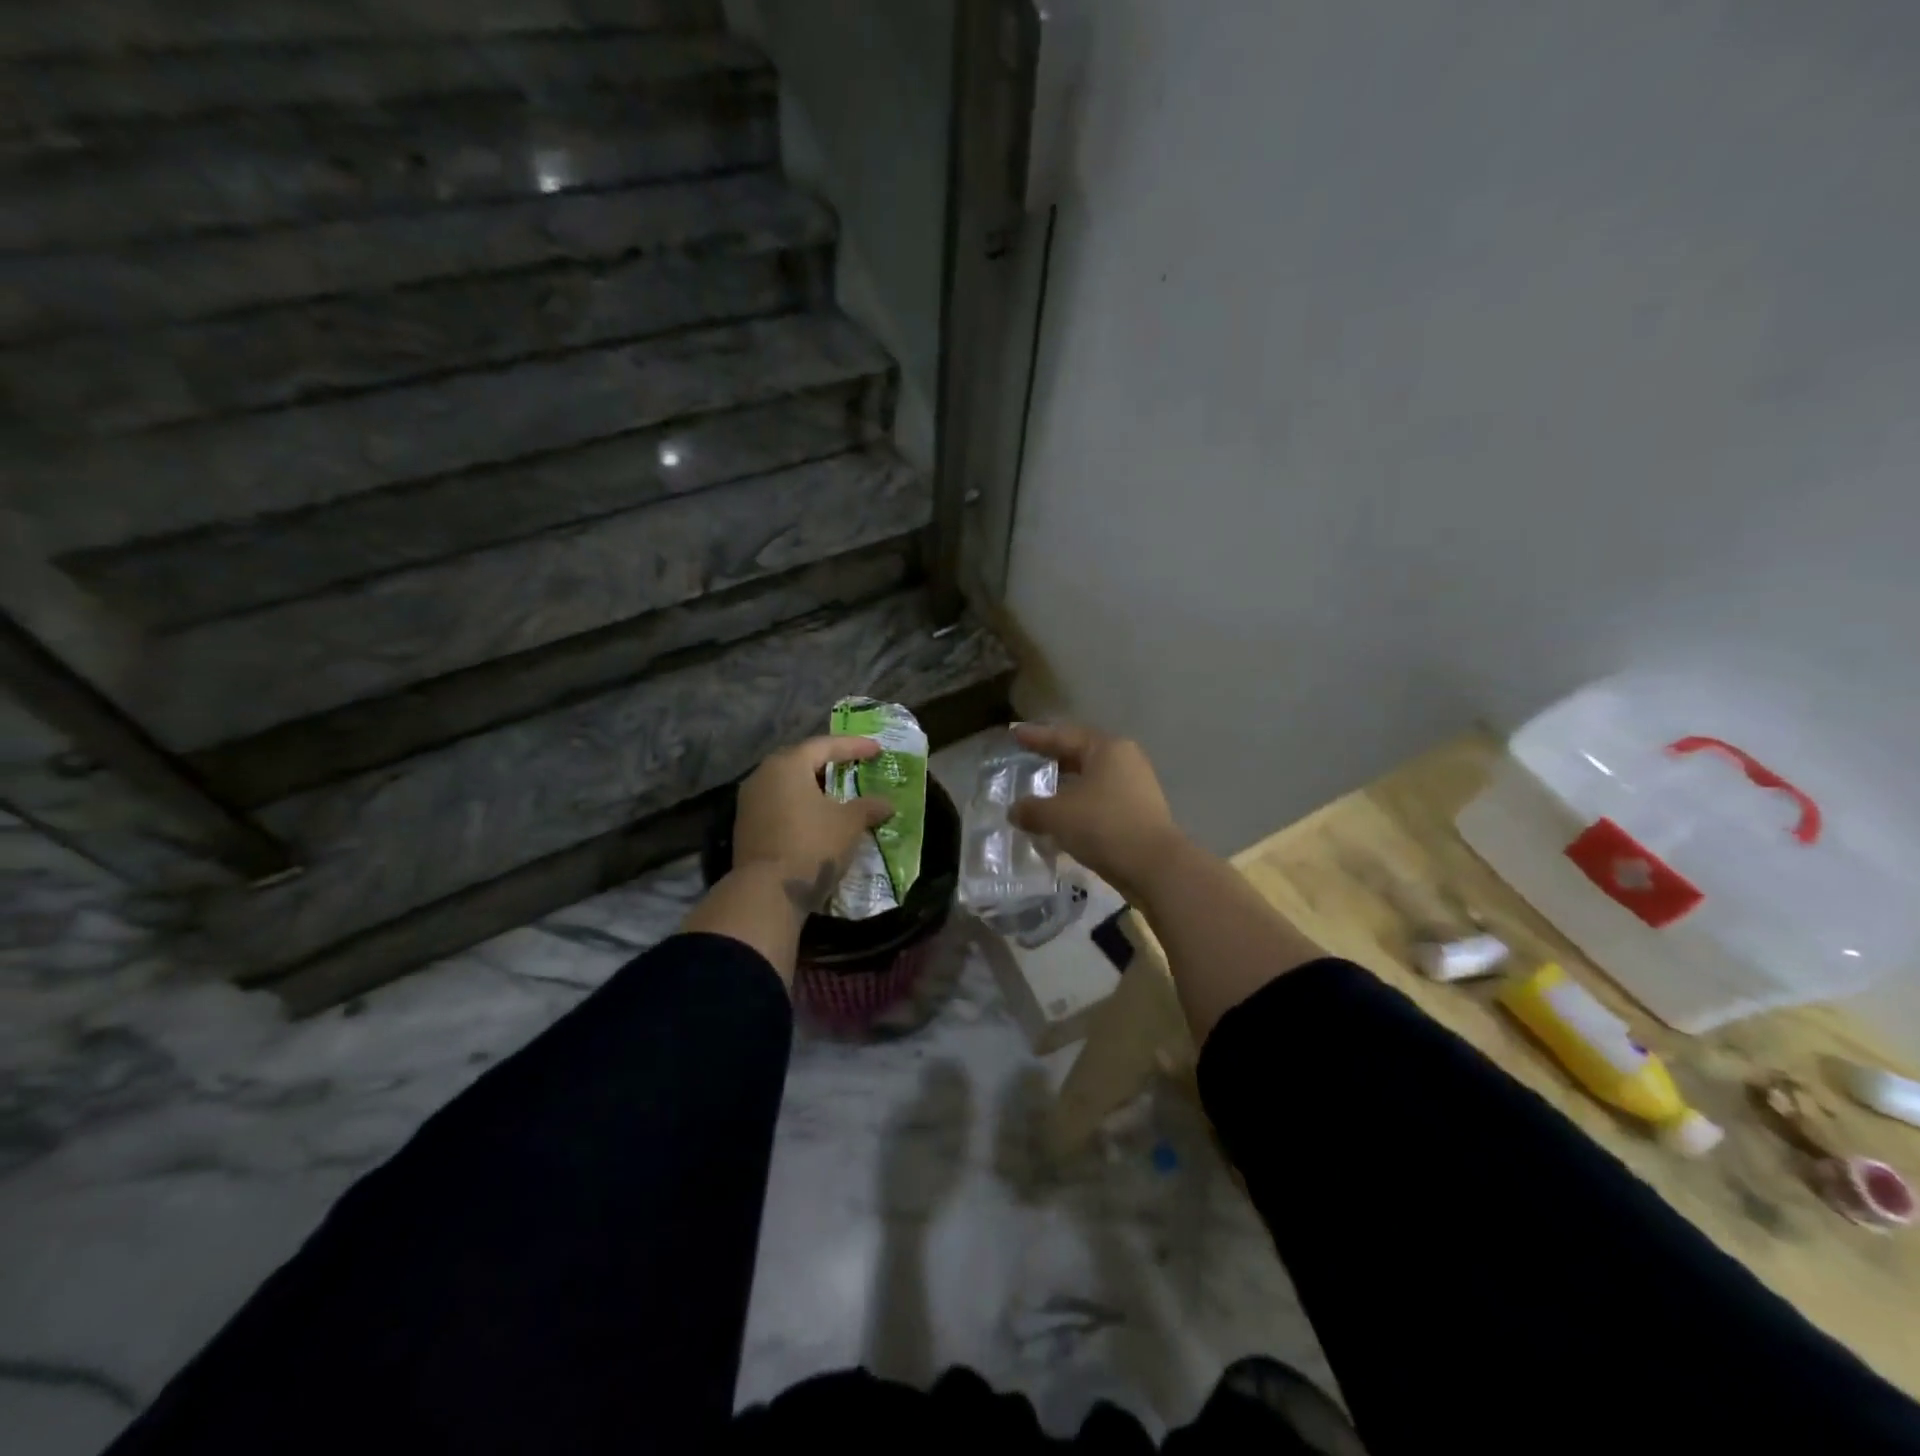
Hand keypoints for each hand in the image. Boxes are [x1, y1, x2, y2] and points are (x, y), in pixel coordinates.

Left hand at [733, 735, 893, 913]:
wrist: (767, 892)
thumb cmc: (812, 845)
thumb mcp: (849, 824)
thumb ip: (869, 807)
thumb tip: (886, 804)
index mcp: (787, 765)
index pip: (824, 745)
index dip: (853, 746)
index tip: (877, 749)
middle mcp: (763, 775)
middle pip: (801, 761)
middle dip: (829, 763)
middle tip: (852, 766)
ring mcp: (750, 802)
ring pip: (787, 784)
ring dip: (813, 786)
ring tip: (837, 794)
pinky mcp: (746, 826)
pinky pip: (778, 804)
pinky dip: (800, 805)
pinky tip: (816, 817)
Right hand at [1008, 722, 1185, 901]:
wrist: (1154, 866)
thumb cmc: (1103, 826)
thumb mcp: (1057, 815)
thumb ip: (1031, 809)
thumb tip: (1015, 811)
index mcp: (1106, 748)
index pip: (1064, 735)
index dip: (1036, 736)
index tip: (1015, 734)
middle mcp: (1125, 760)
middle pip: (1081, 754)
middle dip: (1053, 759)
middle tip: (1027, 760)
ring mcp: (1136, 787)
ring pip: (1092, 780)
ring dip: (1066, 786)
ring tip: (1041, 792)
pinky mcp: (1140, 813)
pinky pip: (1101, 801)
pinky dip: (1080, 805)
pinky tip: (1063, 818)